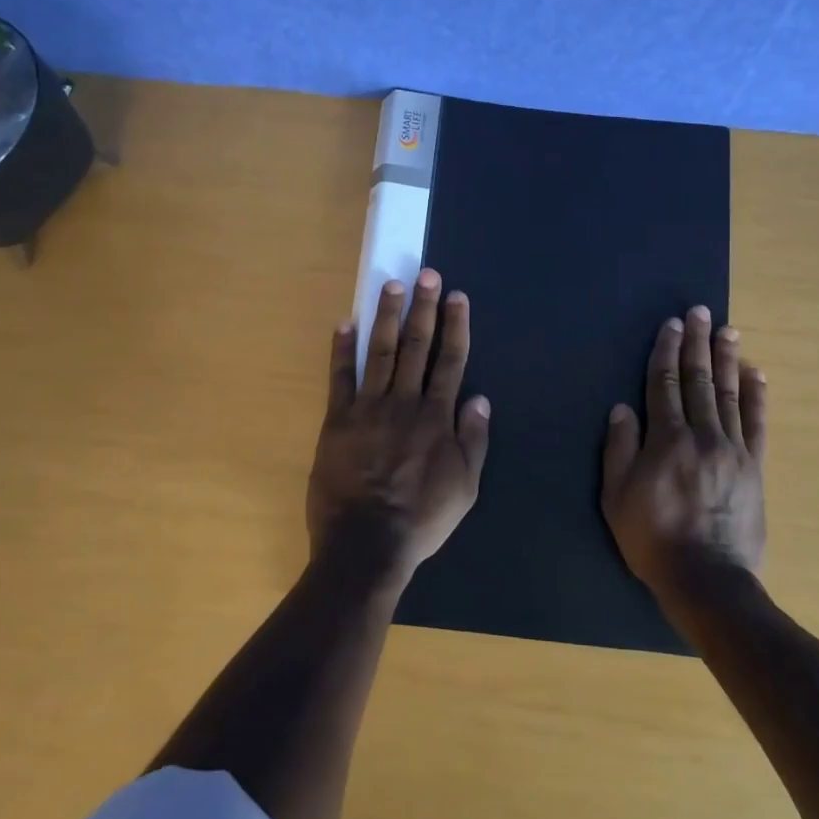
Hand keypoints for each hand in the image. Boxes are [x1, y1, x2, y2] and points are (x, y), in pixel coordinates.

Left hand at [307, 269, 490, 582]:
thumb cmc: (422, 519)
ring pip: (381, 352)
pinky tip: (344, 322)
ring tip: (392, 286)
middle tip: (426, 275)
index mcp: (437, 417)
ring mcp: (368, 408)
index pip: (450, 361)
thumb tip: (480, 398)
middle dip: (424, 308)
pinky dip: (341, 350)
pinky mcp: (338, 420)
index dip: (455, 326)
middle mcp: (405, 402)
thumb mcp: (465, 487)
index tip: (457, 297)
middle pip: (417, 347)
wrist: (366, 543)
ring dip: (387, 317)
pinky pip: (339, 378)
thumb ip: (473, 440)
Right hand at [602, 305, 766, 598]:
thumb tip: (622, 408)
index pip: (665, 384)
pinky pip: (756, 424)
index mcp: (666, 439)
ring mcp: (733, 450)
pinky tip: (755, 374)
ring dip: (726, 359)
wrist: (707, 579)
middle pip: (698, 380)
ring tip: (727, 330)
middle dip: (697, 343)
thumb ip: (619, 449)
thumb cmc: (652, 539)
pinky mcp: (754, 468)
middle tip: (699, 312)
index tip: (670, 325)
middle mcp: (701, 434)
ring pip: (728, 394)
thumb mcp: (617, 497)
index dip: (666, 352)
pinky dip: (756, 396)